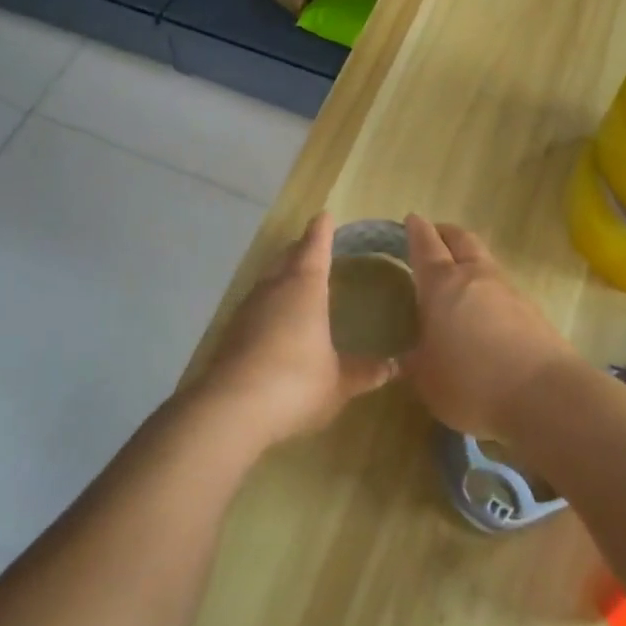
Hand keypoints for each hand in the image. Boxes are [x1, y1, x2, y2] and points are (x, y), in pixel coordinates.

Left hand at [198, 212, 394, 448]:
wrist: (230, 409)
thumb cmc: (295, 384)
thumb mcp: (339, 382)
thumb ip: (365, 372)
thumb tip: (394, 366)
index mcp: (305, 288)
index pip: (315, 248)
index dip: (321, 232)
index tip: (324, 216)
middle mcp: (274, 289)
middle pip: (287, 258)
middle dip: (301, 249)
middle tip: (313, 247)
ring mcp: (248, 309)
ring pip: (268, 280)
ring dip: (282, 275)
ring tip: (295, 280)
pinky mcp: (231, 332)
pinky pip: (255, 305)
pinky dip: (268, 303)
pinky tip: (274, 320)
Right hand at [401, 215, 578, 441]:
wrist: (545, 396)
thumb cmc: (472, 383)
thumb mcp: (428, 381)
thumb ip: (413, 364)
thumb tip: (400, 360)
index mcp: (442, 285)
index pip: (426, 245)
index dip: (416, 230)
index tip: (411, 220)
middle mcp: (476, 277)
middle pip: (461, 239)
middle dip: (445, 233)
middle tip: (433, 238)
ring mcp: (509, 291)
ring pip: (485, 261)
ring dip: (469, 260)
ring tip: (456, 278)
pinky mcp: (532, 311)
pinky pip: (502, 288)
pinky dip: (488, 289)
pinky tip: (483, 312)